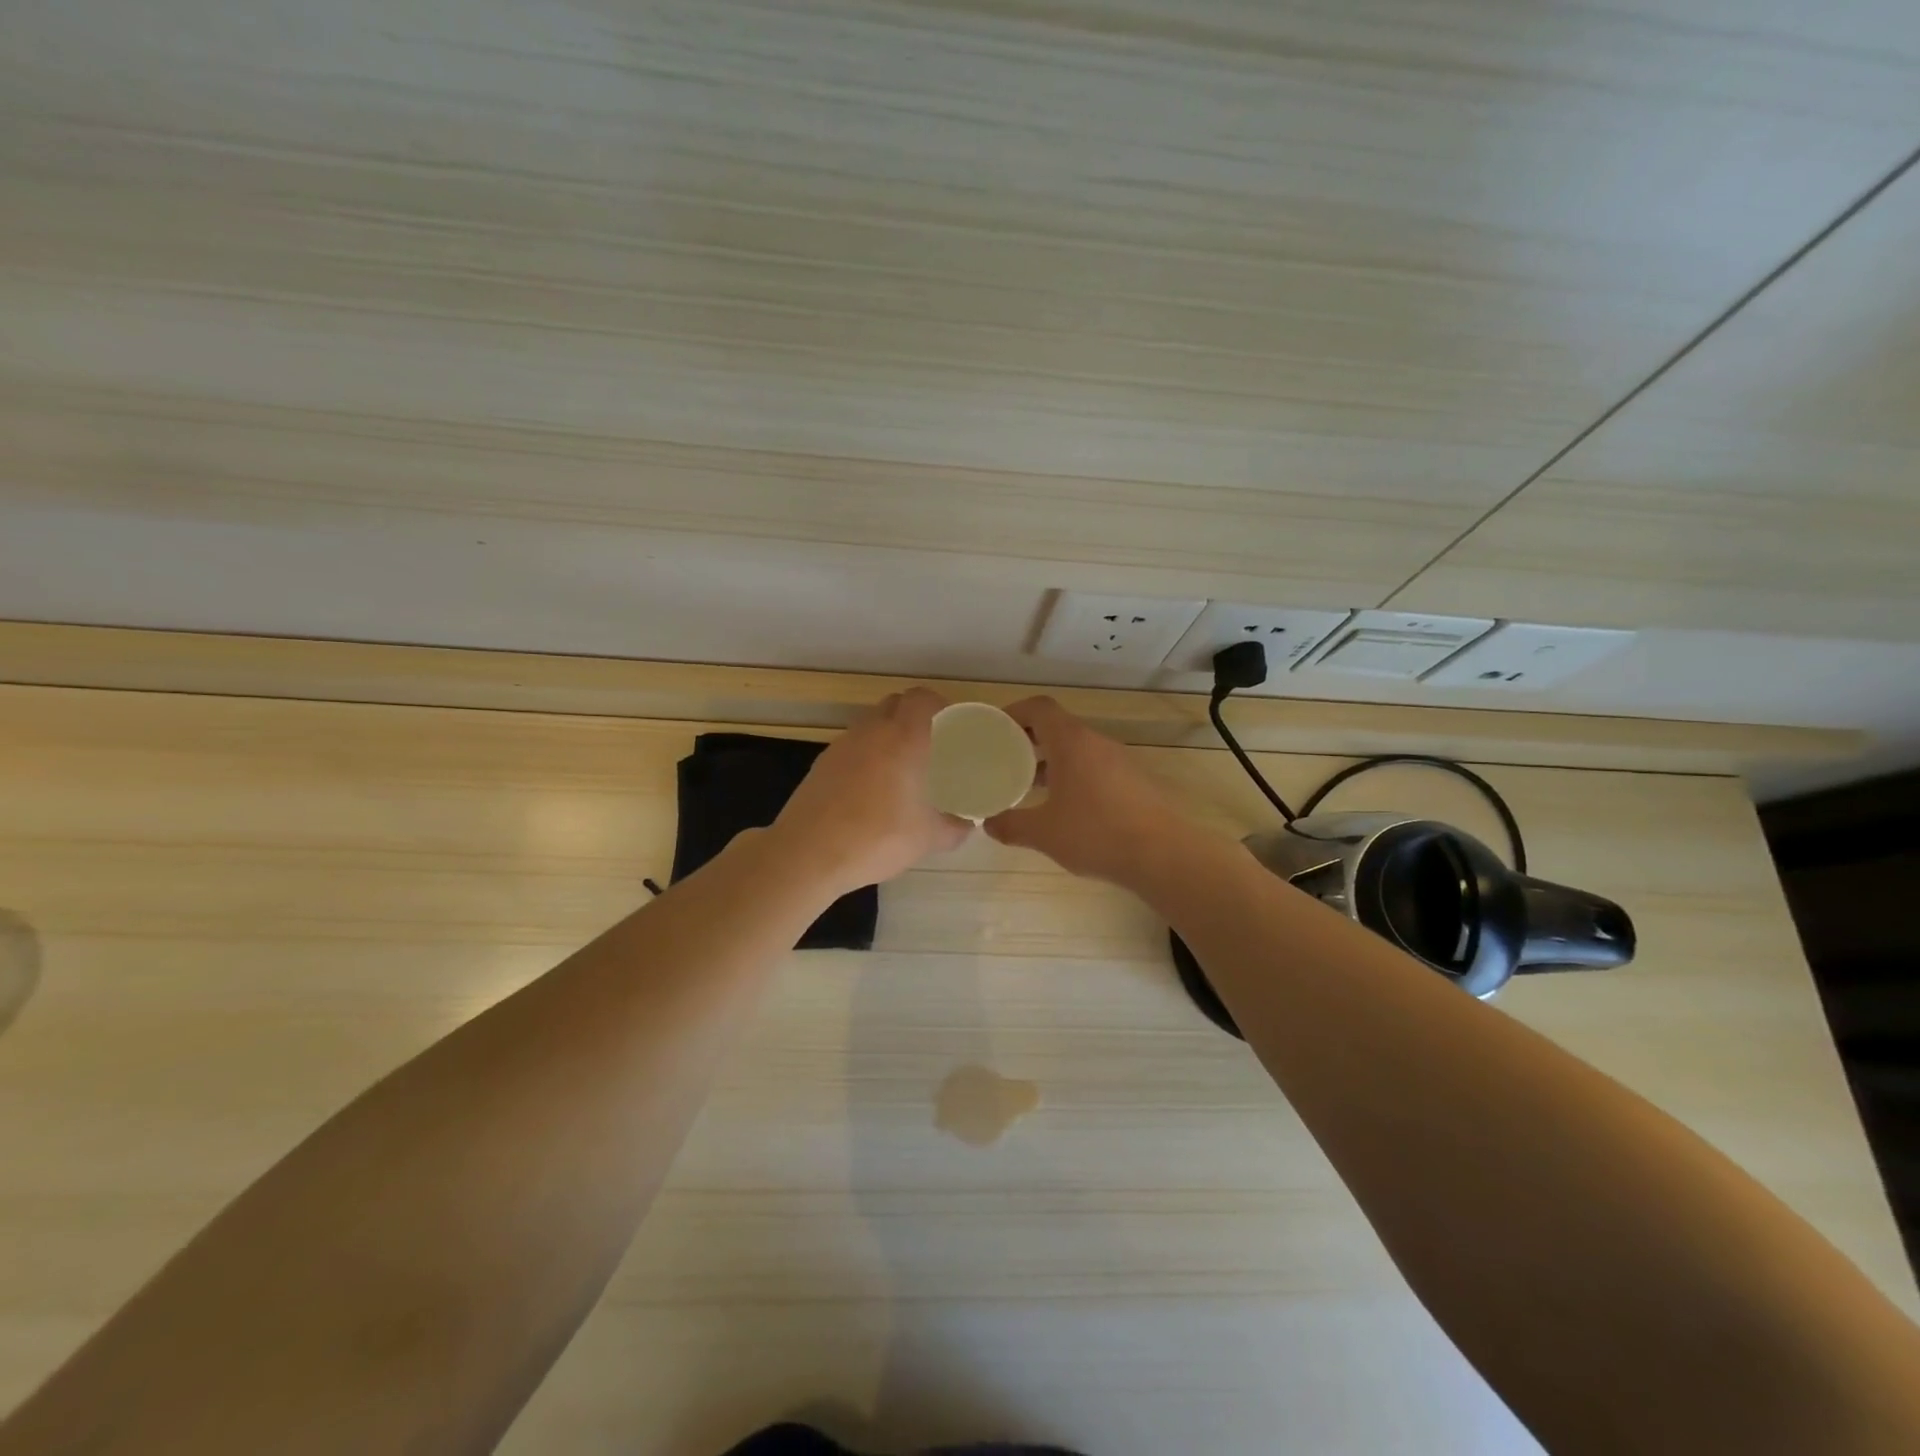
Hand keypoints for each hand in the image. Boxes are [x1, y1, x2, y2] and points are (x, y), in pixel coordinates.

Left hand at [769, 687, 971, 895]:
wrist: (807, 854)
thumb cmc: (876, 838)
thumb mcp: (926, 838)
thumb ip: (953, 829)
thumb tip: (967, 826)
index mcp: (902, 738)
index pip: (920, 698)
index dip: (937, 703)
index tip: (950, 723)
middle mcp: (870, 732)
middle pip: (894, 704)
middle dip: (912, 715)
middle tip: (930, 743)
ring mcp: (840, 746)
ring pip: (869, 725)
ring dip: (886, 735)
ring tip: (901, 766)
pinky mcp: (820, 764)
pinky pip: (851, 747)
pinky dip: (865, 756)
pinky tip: (871, 788)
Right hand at [984, 697, 1187, 887]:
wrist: (1163, 854)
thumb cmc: (1096, 834)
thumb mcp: (1043, 833)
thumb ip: (1011, 825)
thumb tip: (989, 824)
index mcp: (1071, 742)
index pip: (1039, 708)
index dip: (1014, 712)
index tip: (995, 730)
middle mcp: (1096, 742)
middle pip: (1058, 727)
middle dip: (1029, 740)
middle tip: (1006, 760)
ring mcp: (1119, 760)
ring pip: (1078, 749)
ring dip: (1052, 760)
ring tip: (1031, 786)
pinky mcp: (1134, 780)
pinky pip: (1095, 767)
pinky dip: (1074, 776)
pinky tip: (1067, 807)